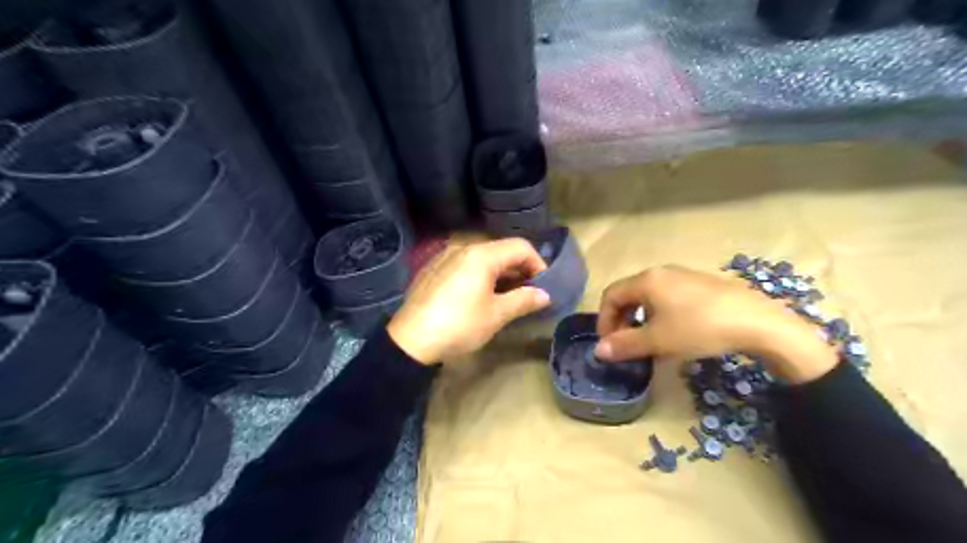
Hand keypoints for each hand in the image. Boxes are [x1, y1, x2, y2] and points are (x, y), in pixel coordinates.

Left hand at [386, 238, 550, 364]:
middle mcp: (463, 248)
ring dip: (500, 273)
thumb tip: (544, 295)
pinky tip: (479, 296)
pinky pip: (464, 265)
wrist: (411, 341)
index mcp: (481, 255)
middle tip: (528, 293)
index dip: (537, 264)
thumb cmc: (459, 325)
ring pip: (482, 258)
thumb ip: (524, 300)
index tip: (543, 286)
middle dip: (519, 269)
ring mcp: (445, 257)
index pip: (520, 247)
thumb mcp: (496, 315)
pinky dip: (480, 275)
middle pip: (501, 250)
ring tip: (507, 296)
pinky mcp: (433, 269)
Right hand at [594, 264, 835, 382]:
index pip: (611, 295)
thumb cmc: (699, 328)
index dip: (604, 320)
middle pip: (629, 293)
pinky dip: (659, 313)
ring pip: (649, 296)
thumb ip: (625, 344)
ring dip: (639, 318)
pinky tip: (673, 331)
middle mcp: (661, 272)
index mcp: (646, 280)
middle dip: (621, 319)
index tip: (609, 344)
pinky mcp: (701, 284)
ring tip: (647, 340)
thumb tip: (598, 351)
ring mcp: (683, 276)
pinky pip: (668, 296)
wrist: (757, 322)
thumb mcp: (658, 340)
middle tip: (624, 343)